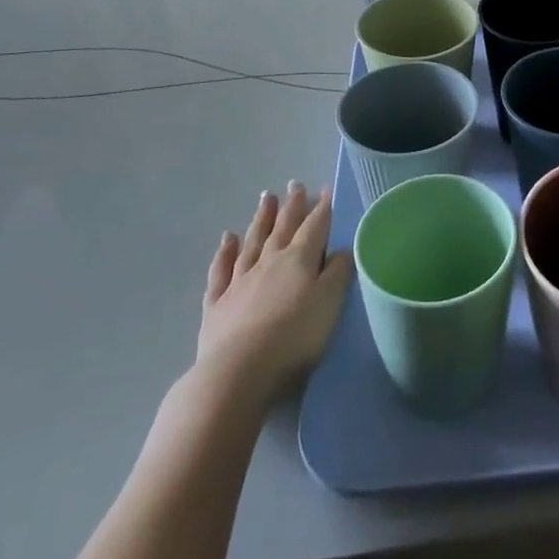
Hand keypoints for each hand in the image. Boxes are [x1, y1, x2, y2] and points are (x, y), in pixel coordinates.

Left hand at [194, 184, 350, 401]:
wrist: (238, 374)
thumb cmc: (294, 338)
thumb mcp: (329, 304)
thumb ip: (338, 273)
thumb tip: (341, 249)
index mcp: (298, 260)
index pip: (314, 227)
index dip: (322, 208)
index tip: (325, 189)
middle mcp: (268, 263)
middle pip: (282, 228)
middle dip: (291, 206)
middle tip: (294, 184)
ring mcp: (239, 282)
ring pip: (252, 243)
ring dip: (260, 220)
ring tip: (266, 198)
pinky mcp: (216, 305)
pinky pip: (220, 271)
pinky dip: (224, 253)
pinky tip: (227, 240)